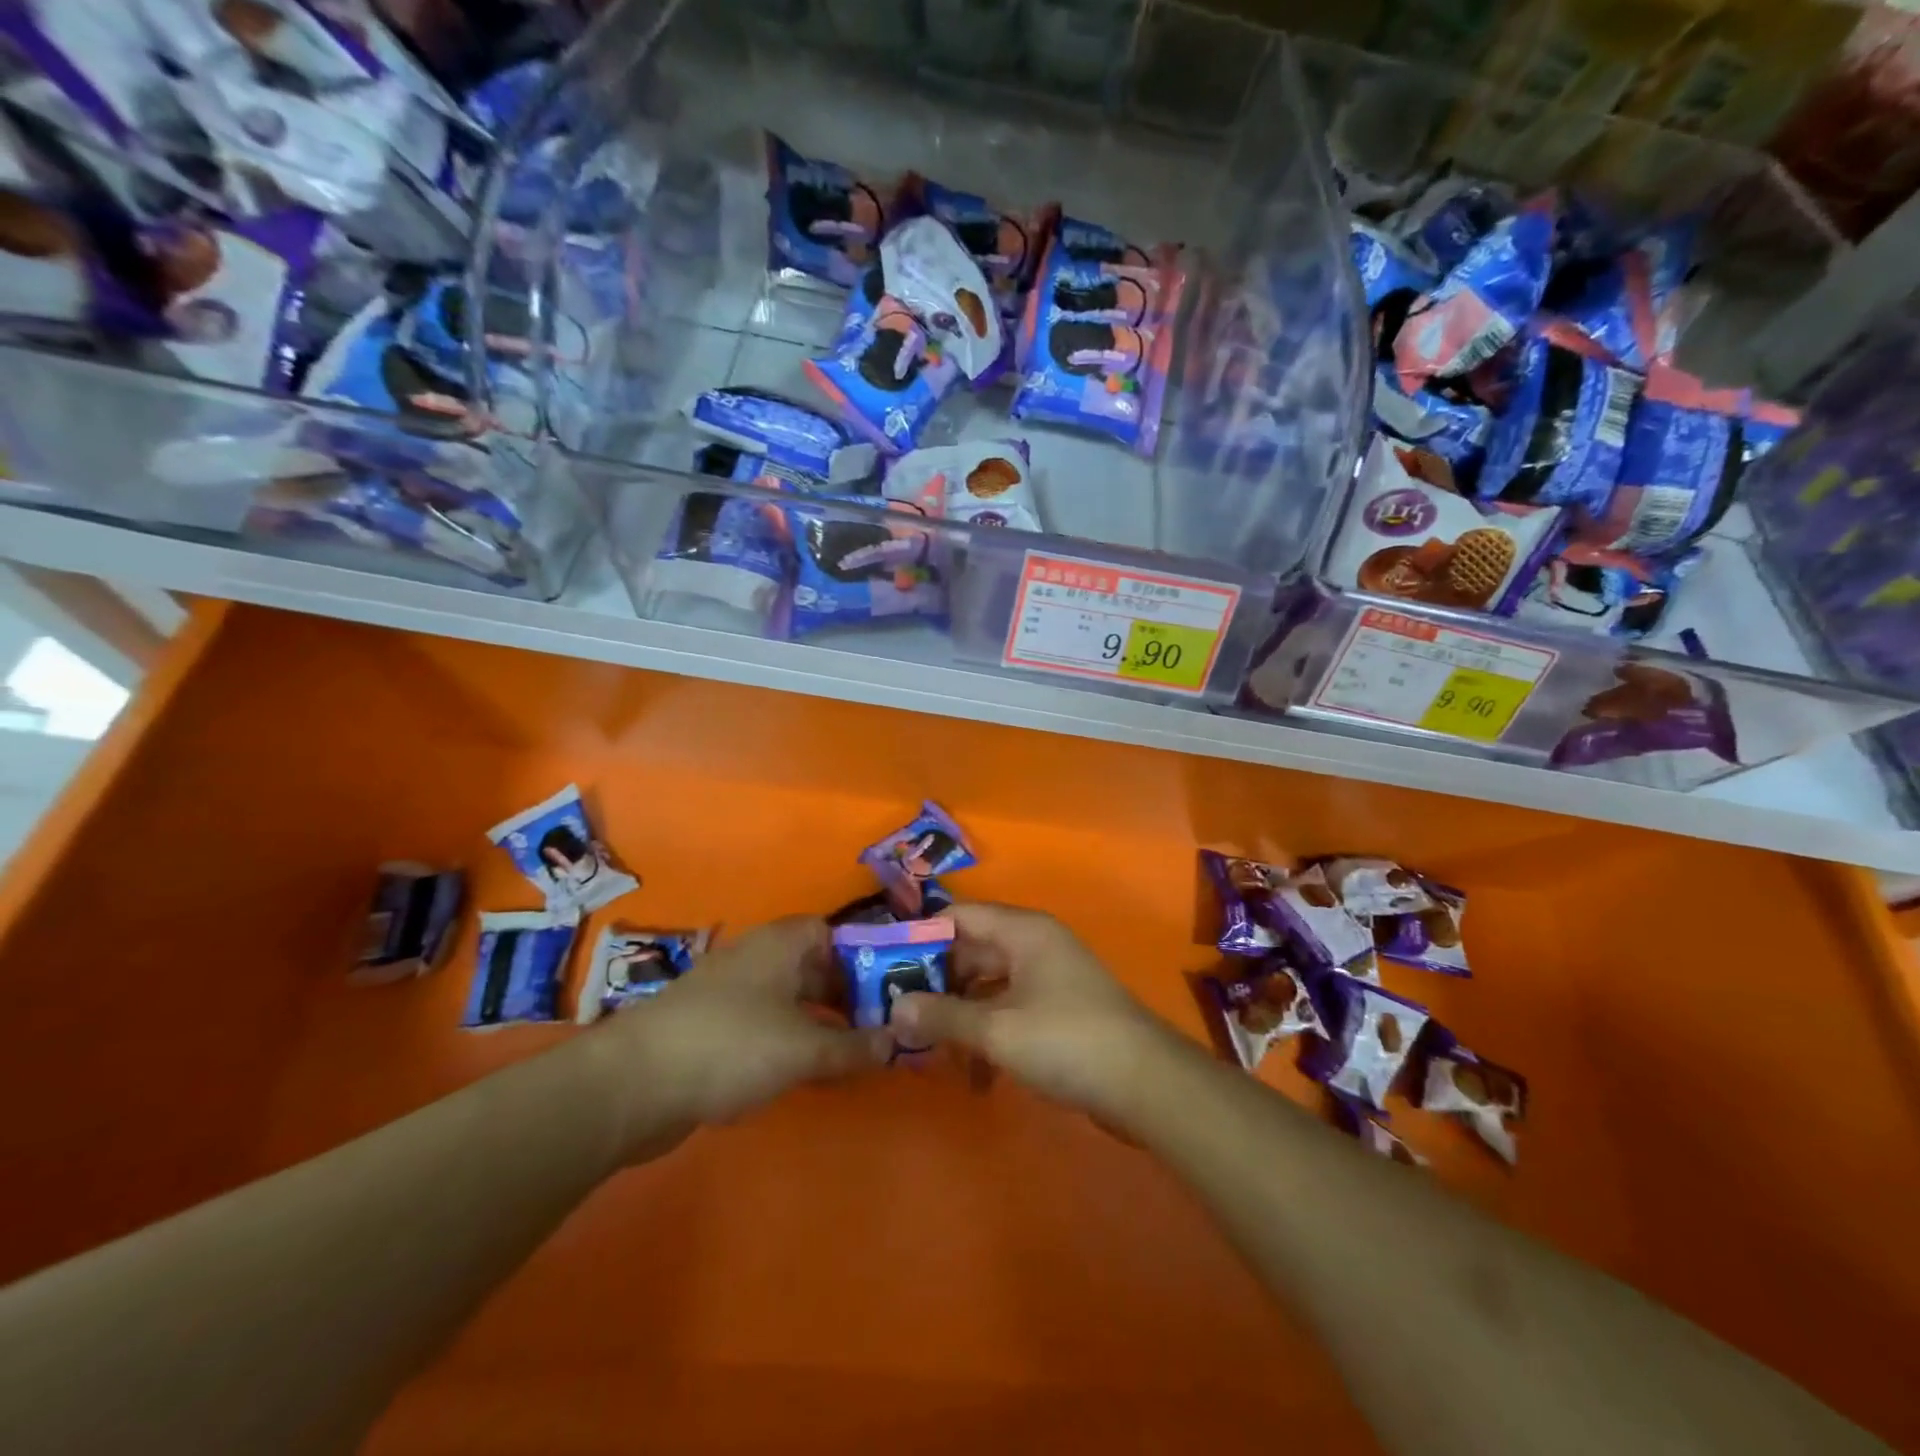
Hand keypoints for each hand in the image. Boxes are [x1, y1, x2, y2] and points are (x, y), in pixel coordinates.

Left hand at [586, 917, 889, 1162]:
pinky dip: (787, 1043)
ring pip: (789, 999)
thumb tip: (896, 1043)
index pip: (832, 933)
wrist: (634, 1083)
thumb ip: (853, 1047)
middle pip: (813, 967)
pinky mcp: (711, 1027)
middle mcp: (757, 957)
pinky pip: (764, 1025)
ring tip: (850, 1056)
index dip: (862, 957)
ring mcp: (730, 992)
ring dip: (818, 1023)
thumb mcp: (804, 1048)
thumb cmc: (732, 1045)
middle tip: (878, 1029)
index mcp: (781, 943)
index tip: (887, 991)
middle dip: (845, 996)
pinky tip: (802, 1073)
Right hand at [889, 903, 1175, 1120]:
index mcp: (1021, 931)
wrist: (1146, 1084)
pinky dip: (988, 1033)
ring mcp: (1048, 978)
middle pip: (971, 951)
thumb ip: (942, 1017)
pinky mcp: (1058, 1011)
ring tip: (928, 1049)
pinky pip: (1009, 1010)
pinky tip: (975, 1075)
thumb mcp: (996, 1030)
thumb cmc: (1067, 1040)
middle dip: (935, 983)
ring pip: (988, 985)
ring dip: (960, 1015)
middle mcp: (1034, 945)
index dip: (919, 937)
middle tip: (897, 1014)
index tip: (883, 965)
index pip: (958, 916)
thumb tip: (893, 1009)